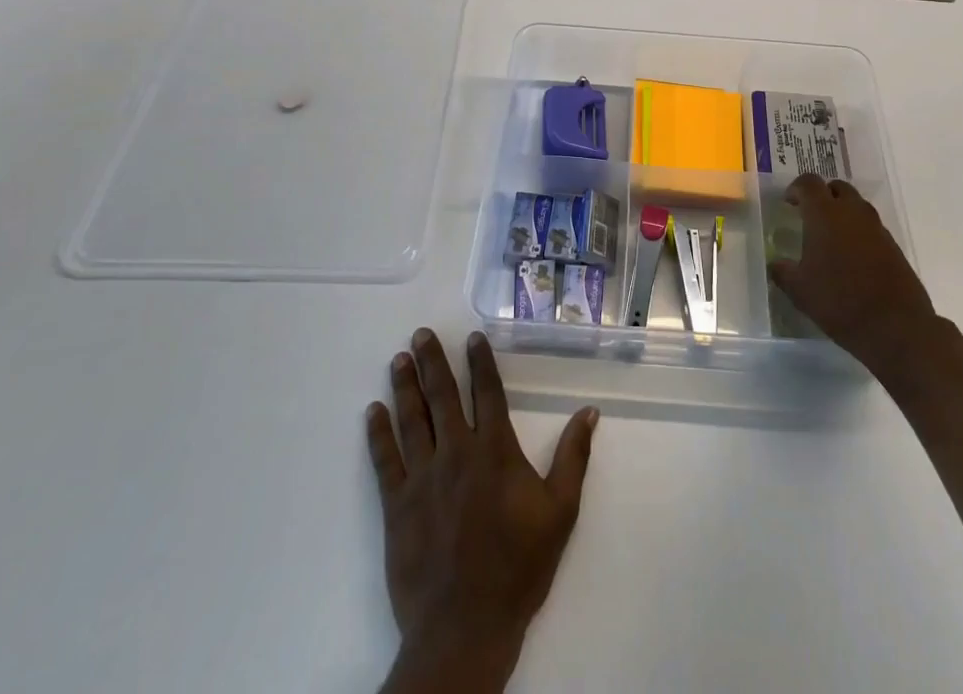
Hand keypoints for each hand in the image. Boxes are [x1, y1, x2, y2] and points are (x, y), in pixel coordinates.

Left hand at [368, 328, 598, 693]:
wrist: (465, 628)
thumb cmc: (518, 567)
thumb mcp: (560, 512)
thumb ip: (573, 457)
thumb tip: (589, 412)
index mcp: (495, 451)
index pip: (487, 393)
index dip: (481, 362)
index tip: (472, 336)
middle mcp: (456, 453)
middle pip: (443, 396)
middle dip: (433, 362)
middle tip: (421, 334)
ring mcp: (422, 478)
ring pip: (412, 420)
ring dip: (405, 387)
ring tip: (399, 359)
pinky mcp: (396, 506)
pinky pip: (384, 461)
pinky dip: (378, 434)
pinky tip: (373, 412)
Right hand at [767, 174, 942, 383]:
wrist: (896, 326)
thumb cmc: (839, 301)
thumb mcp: (800, 290)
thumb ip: (782, 272)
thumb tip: (775, 264)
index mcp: (824, 214)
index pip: (809, 183)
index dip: (796, 189)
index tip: (788, 203)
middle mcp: (852, 212)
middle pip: (837, 187)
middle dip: (823, 195)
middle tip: (810, 216)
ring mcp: (877, 228)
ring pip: (857, 206)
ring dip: (843, 212)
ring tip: (831, 238)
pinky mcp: (894, 246)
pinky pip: (871, 227)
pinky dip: (859, 232)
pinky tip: (852, 258)